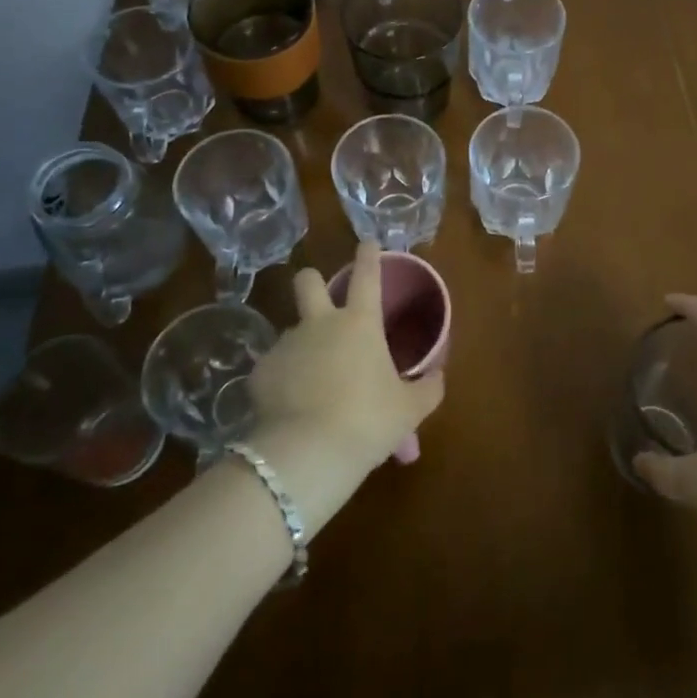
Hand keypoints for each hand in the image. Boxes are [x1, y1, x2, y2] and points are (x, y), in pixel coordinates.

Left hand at [250, 241, 445, 481]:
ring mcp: (286, 345)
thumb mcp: (409, 410)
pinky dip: (284, 381)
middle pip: (308, 282)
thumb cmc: (367, 421)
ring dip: (303, 345)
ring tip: (313, 381)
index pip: (367, 275)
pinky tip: (290, 406)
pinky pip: (275, 368)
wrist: (306, 454)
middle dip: (312, 280)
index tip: (367, 242)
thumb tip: (437, 377)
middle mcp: (320, 323)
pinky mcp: (259, 373)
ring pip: (292, 330)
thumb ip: (427, 389)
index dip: (368, 255)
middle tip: (321, 298)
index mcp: (360, 323)